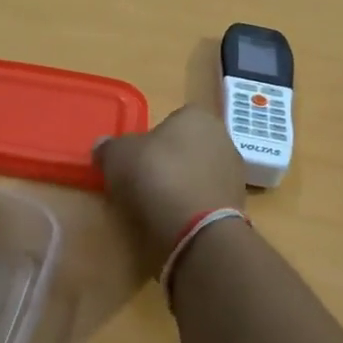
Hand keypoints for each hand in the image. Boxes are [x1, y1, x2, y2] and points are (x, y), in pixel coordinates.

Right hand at [94, 106, 246, 267]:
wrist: (197, 227)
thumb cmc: (157, 175)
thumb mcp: (118, 156)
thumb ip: (109, 147)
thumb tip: (103, 146)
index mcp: (196, 115)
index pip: (172, 119)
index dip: (152, 139)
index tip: (137, 159)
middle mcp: (222, 136)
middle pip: (187, 146)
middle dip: (169, 161)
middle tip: (145, 182)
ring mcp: (234, 171)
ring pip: (199, 173)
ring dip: (183, 185)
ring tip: (159, 206)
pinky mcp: (238, 202)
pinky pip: (207, 198)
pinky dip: (194, 206)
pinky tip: (178, 219)